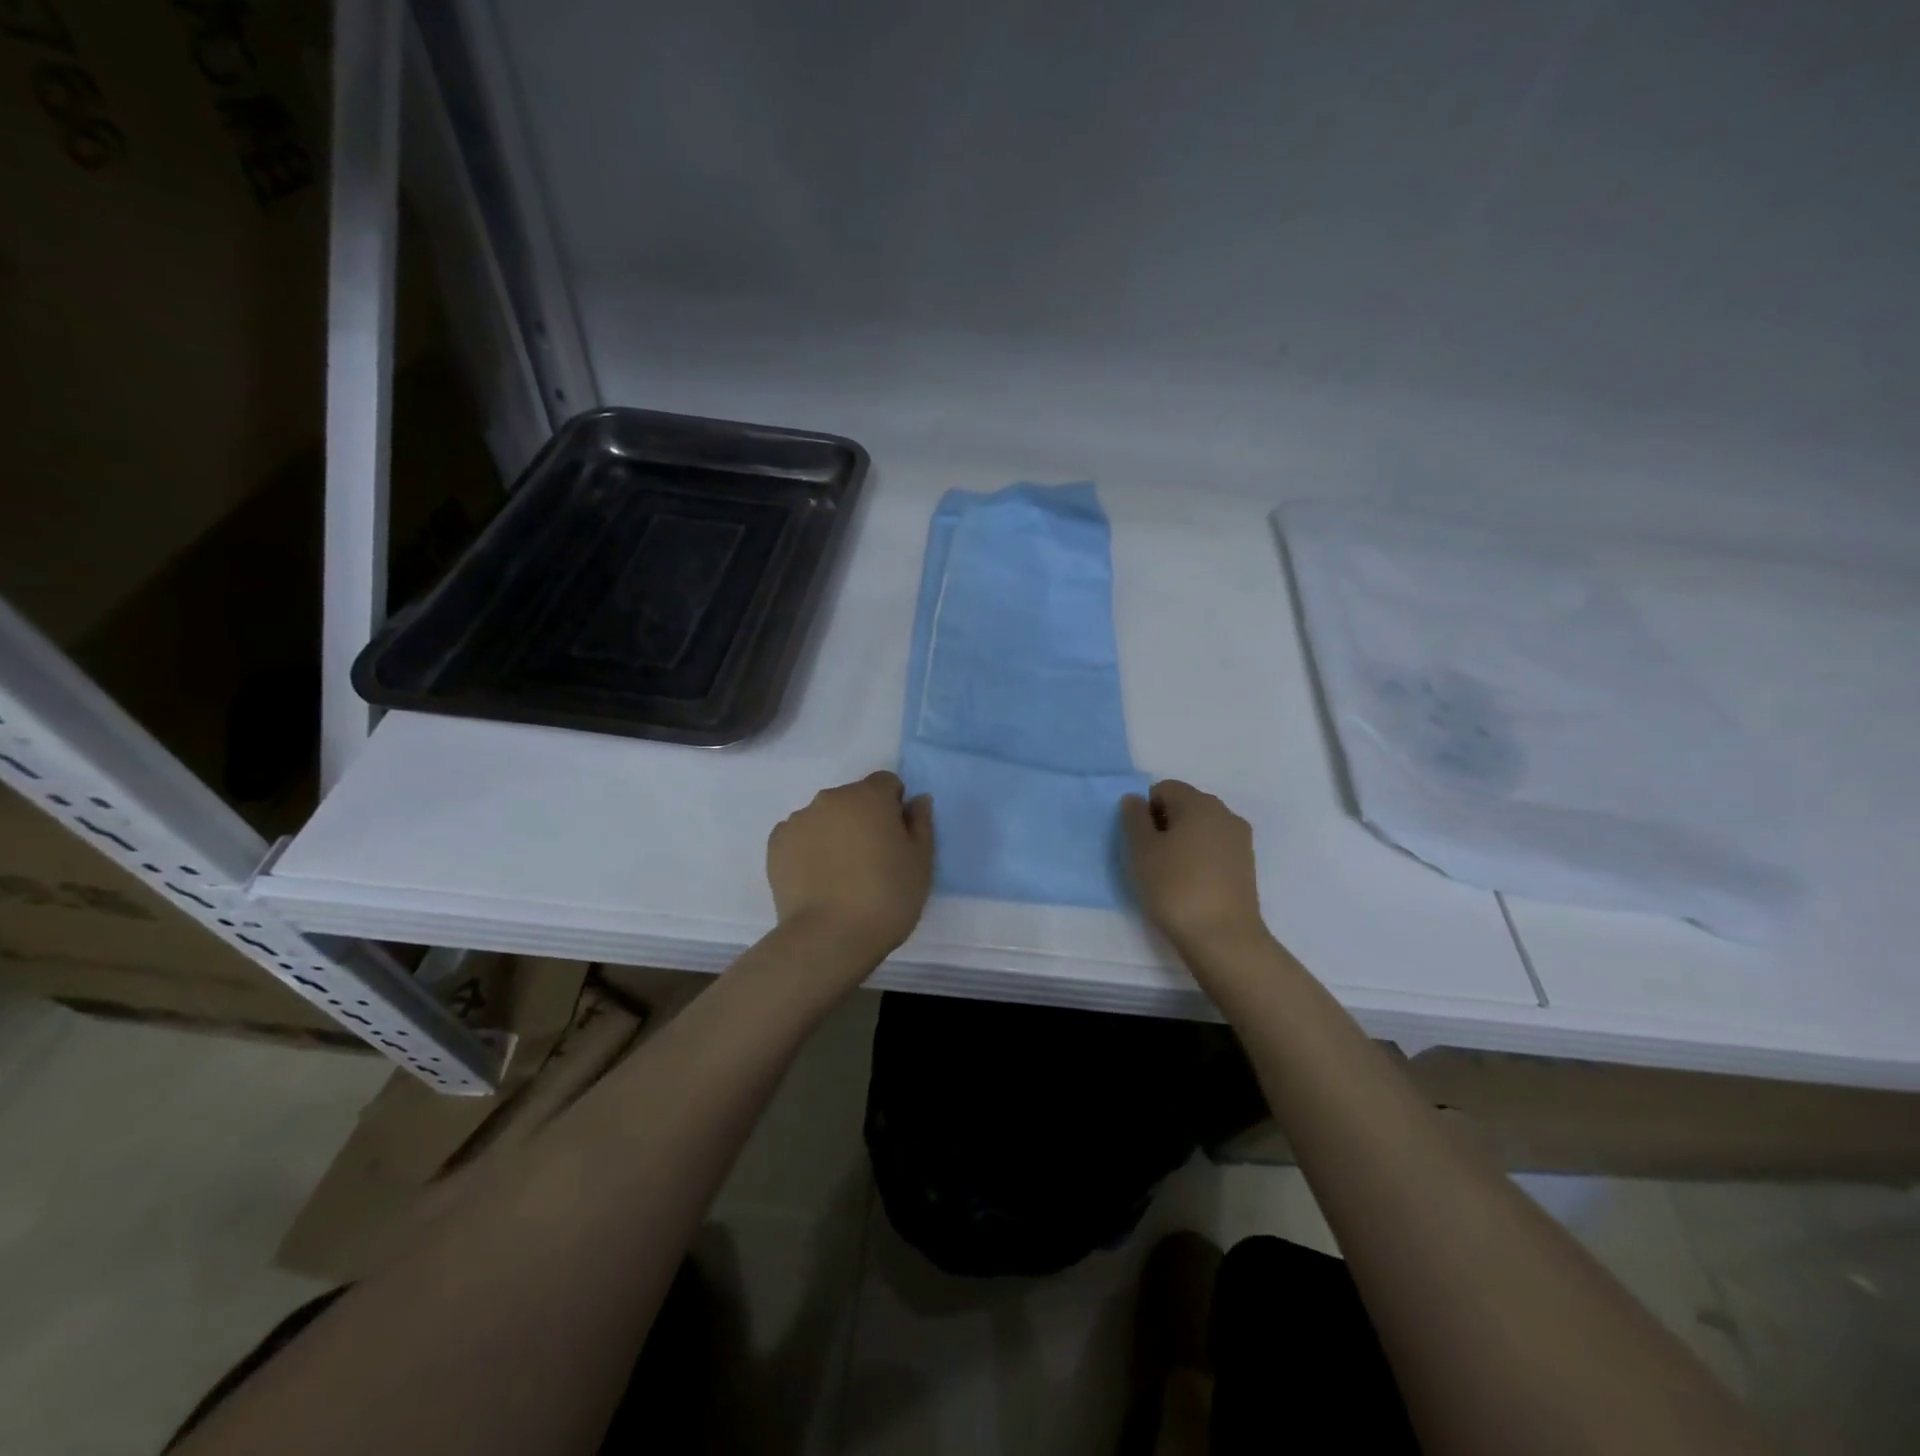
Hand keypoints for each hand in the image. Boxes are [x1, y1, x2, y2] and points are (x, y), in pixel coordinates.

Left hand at [767, 771, 934, 968]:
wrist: (829, 937)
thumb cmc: (887, 897)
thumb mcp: (921, 862)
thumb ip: (921, 823)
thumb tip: (916, 800)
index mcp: (869, 796)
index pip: (886, 783)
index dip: (894, 806)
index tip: (896, 838)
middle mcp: (831, 798)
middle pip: (853, 798)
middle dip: (863, 819)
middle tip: (871, 859)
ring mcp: (798, 819)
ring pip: (824, 817)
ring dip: (834, 832)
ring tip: (840, 874)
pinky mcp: (776, 844)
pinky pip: (799, 836)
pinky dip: (809, 849)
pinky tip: (817, 880)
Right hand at [1122, 780, 1267, 952]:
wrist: (1223, 937)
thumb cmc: (1175, 887)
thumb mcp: (1141, 850)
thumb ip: (1134, 818)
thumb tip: (1135, 800)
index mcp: (1199, 803)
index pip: (1164, 789)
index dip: (1145, 810)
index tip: (1139, 841)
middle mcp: (1224, 813)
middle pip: (1185, 805)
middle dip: (1164, 824)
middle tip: (1150, 858)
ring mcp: (1240, 840)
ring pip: (1201, 829)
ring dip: (1182, 842)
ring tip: (1170, 874)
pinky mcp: (1246, 865)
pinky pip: (1215, 849)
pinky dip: (1199, 858)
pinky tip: (1190, 885)